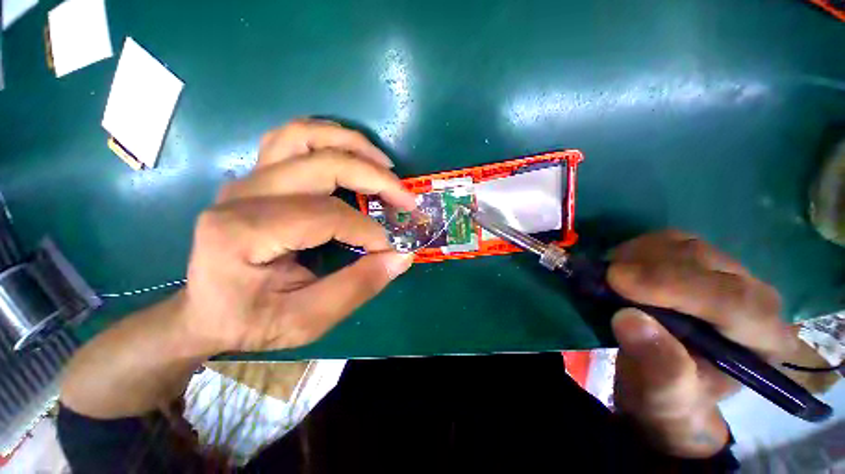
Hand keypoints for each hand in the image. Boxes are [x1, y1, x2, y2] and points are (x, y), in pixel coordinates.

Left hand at [180, 119, 416, 354]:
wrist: (206, 311)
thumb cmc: (251, 321)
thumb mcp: (307, 320)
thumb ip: (358, 287)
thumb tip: (402, 256)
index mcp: (244, 233)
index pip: (326, 216)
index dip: (368, 230)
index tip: (393, 247)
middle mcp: (242, 194)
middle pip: (321, 164)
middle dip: (375, 178)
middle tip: (406, 197)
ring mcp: (247, 179)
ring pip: (304, 135)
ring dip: (352, 144)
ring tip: (385, 165)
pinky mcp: (257, 176)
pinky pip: (294, 140)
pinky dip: (330, 139)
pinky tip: (353, 156)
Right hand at [608, 231, 796, 457]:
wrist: (663, 380)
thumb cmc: (669, 395)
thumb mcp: (663, 396)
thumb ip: (657, 366)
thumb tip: (628, 319)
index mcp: (763, 342)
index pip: (735, 301)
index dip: (674, 286)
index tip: (617, 281)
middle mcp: (756, 299)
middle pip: (708, 263)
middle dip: (650, 267)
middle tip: (605, 277)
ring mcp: (728, 275)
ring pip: (686, 245)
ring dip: (640, 255)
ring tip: (611, 276)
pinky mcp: (698, 263)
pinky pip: (668, 241)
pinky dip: (638, 249)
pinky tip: (621, 266)